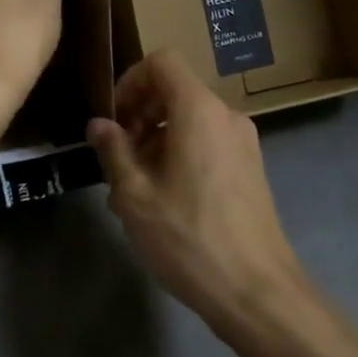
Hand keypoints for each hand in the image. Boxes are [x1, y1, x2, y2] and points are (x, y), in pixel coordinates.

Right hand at [88, 50, 304, 330]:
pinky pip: (207, 144)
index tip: (114, 119)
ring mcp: (243, 144)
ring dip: (155, 141)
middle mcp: (226, 116)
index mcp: (199, 111)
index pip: (163, 62)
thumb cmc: (190, 238)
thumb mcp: (135, 195)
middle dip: (139, 115)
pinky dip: (179, 156)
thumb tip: (99, 124)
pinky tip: (161, 202)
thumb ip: (113, 150)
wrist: (258, 294)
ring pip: (189, 121)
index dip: (131, 80)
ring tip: (131, 189)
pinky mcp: (250, 170)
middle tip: (117, 157)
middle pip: (175, 91)